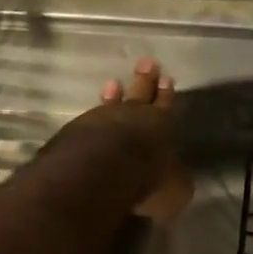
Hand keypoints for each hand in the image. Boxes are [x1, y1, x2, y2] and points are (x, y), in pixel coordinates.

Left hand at [57, 58, 192, 225]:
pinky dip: (94, 116)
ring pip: (112, 104)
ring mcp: (101, 121)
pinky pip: (90, 120)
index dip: (167, 95)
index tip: (167, 79)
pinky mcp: (76, 132)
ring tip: (113, 84)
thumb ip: (175, 183)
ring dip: (114, 95)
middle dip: (145, 81)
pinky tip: (91, 115)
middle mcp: (133, 118)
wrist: (99, 170)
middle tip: (147, 63)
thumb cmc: (147, 178)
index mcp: (162, 127)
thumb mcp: (175, 190)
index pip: (167, 107)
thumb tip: (176, 183)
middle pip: (141, 95)